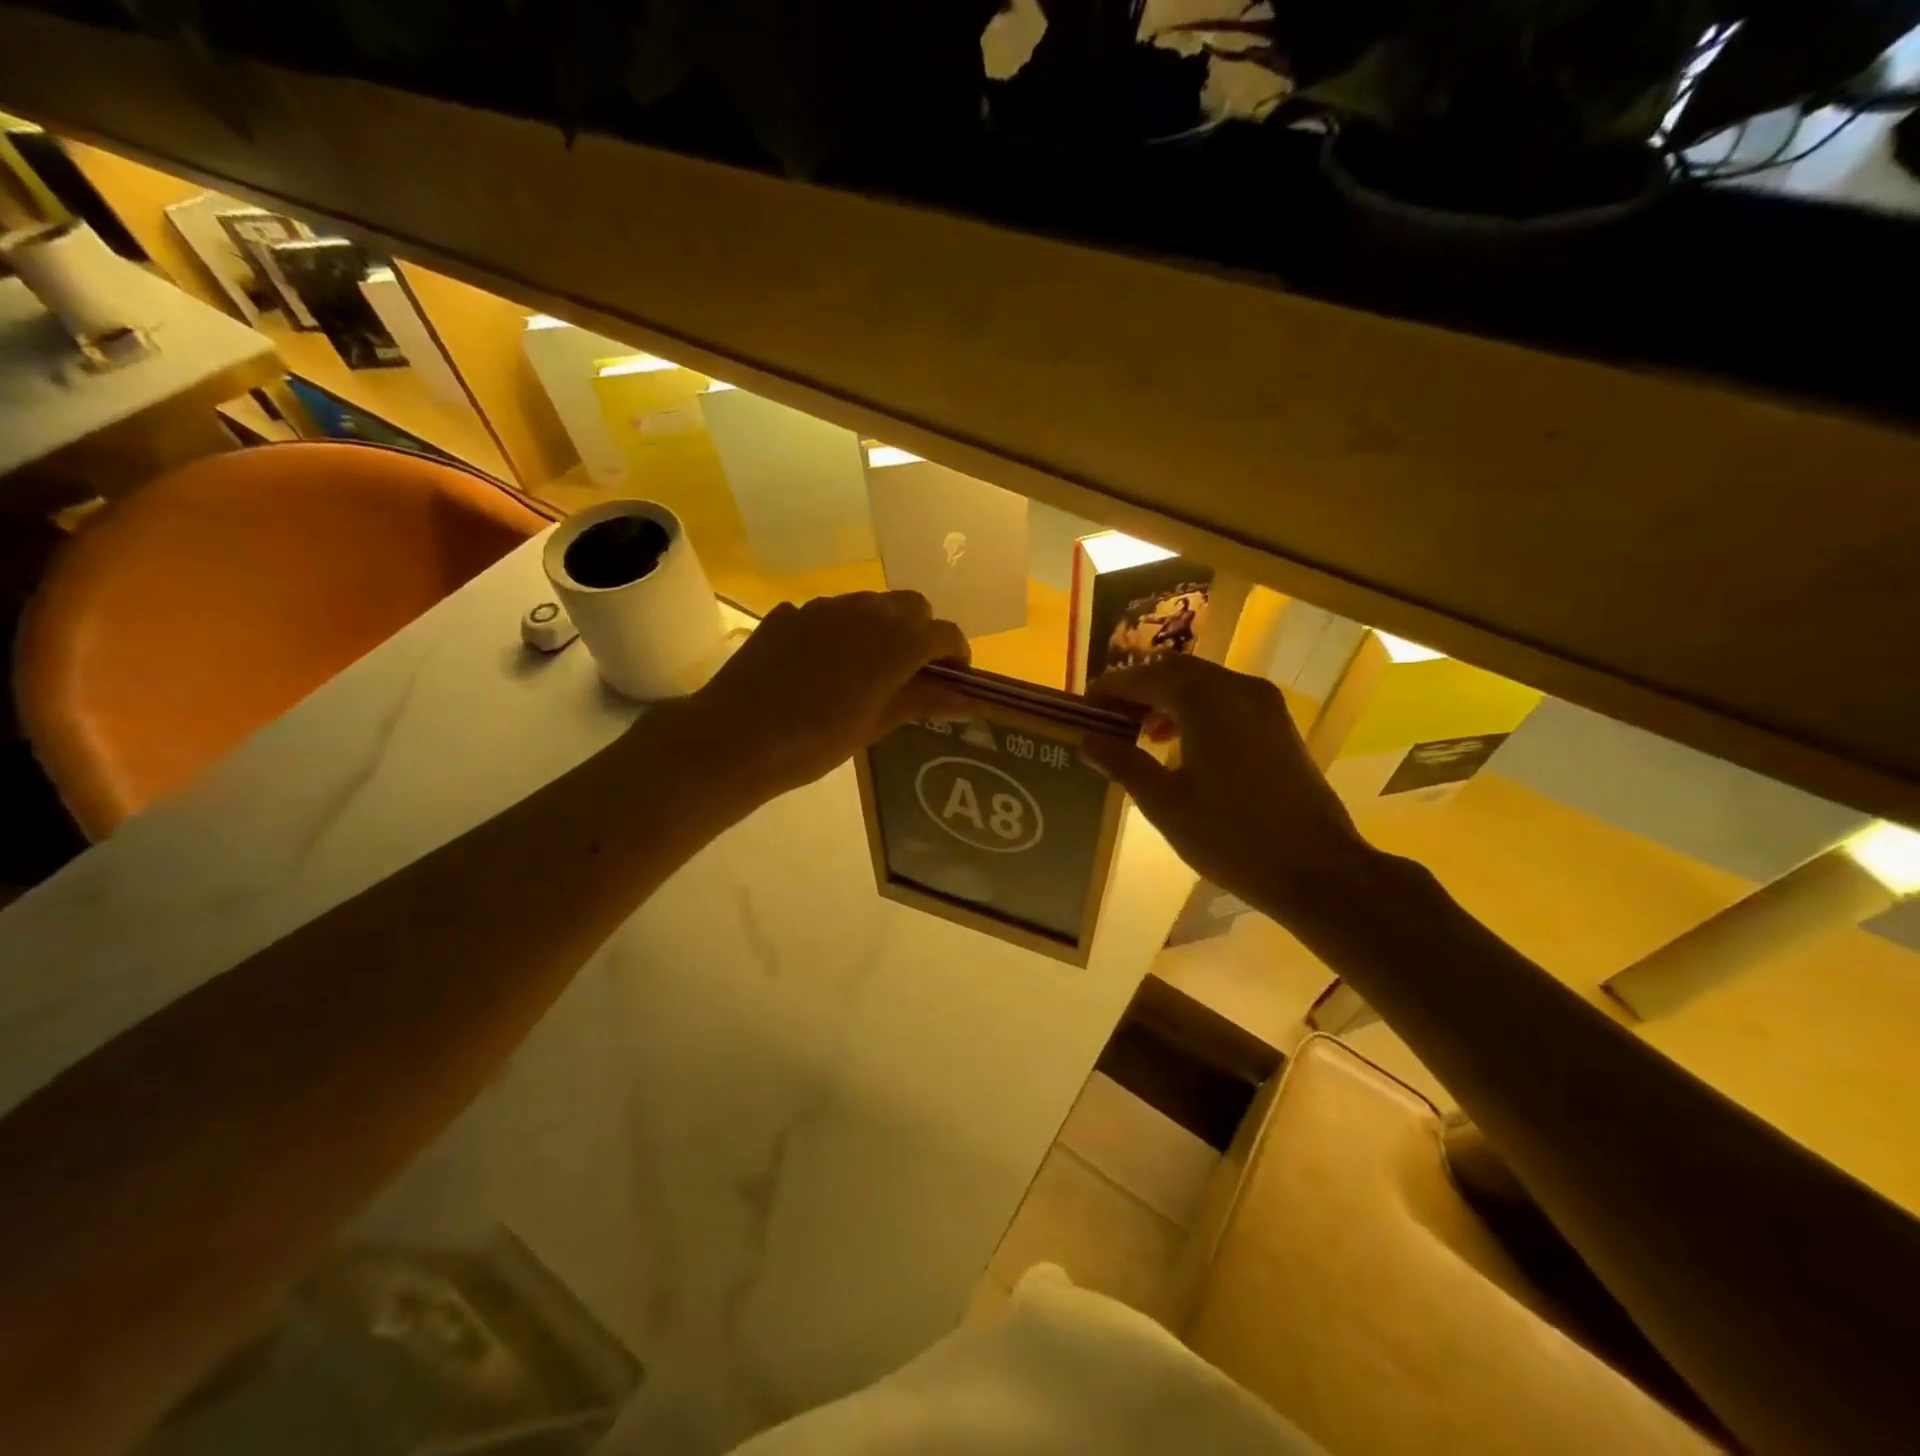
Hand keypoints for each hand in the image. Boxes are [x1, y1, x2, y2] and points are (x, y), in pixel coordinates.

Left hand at [679, 591, 970, 802]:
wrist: (736, 737)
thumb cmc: (816, 741)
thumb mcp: (875, 725)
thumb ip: (923, 702)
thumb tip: (967, 699)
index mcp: (896, 642)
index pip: (944, 632)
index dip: (956, 653)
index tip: (954, 677)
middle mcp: (865, 611)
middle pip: (911, 606)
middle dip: (921, 632)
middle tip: (913, 670)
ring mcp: (823, 607)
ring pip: (869, 604)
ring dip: (882, 627)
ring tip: (868, 667)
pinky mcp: (790, 613)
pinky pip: (829, 613)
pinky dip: (841, 631)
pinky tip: (822, 666)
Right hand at [1082, 654, 1374, 921]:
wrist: (1316, 868)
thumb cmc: (1230, 836)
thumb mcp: (1164, 803)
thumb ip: (1124, 763)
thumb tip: (1087, 741)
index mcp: (1204, 700)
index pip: (1144, 678)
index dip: (1110, 689)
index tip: (1084, 707)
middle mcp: (1236, 687)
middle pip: (1175, 671)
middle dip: (1139, 689)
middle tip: (1110, 718)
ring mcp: (1264, 703)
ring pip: (1204, 683)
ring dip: (1168, 698)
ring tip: (1141, 733)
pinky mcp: (1279, 724)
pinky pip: (1227, 699)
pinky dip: (1197, 709)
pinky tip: (1183, 745)